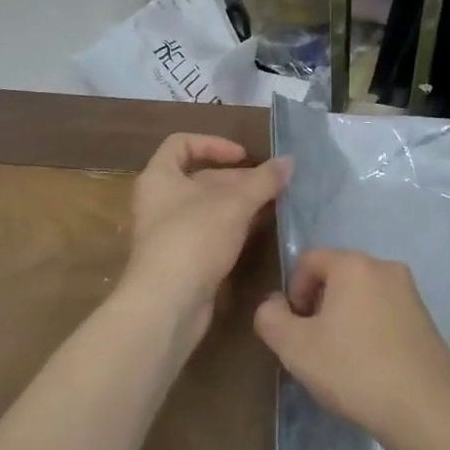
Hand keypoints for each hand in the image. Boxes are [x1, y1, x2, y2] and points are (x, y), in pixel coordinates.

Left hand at [124, 133, 291, 351]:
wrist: (167, 306)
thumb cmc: (194, 239)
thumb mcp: (234, 204)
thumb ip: (263, 181)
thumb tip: (289, 160)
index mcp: (160, 177)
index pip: (181, 144)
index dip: (214, 144)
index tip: (243, 156)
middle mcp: (159, 201)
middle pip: (200, 178)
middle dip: (237, 179)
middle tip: (271, 184)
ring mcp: (169, 232)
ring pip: (208, 207)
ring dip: (239, 204)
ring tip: (273, 204)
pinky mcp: (182, 259)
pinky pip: (210, 232)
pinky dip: (233, 227)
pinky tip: (259, 230)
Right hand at [254, 248, 449, 448]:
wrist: (425, 407)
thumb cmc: (354, 370)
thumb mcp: (295, 348)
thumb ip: (271, 318)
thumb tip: (273, 304)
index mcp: (353, 264)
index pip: (309, 261)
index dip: (293, 292)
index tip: (295, 330)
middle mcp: (385, 266)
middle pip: (337, 275)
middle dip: (319, 305)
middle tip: (314, 346)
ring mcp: (410, 291)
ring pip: (362, 295)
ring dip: (345, 318)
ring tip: (342, 359)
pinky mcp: (426, 318)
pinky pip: (385, 312)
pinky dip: (370, 329)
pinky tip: (369, 366)